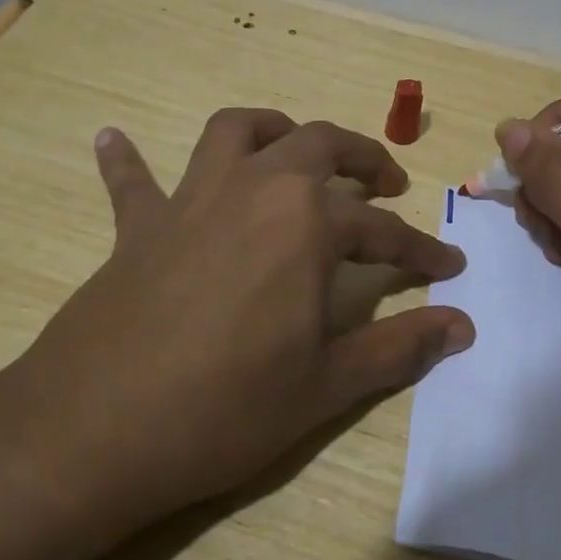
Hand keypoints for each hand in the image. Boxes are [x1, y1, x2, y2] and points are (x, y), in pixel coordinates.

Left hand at [0, 109, 472, 532]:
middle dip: (362, 158)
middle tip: (387, 184)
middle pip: (318, 145)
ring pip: (236, 133)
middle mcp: (253, 190)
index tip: (450, 265)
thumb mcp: (326, 386)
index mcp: (305, 223)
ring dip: (272, 129)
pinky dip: (127, 160)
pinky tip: (113, 139)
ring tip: (293, 148)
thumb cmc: (226, 408)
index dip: (422, 250)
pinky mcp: (138, 227)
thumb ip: (399, 347)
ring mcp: (190, 201)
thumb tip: (463, 326)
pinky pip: (132, 181)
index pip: (383, 230)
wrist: (97, 430)